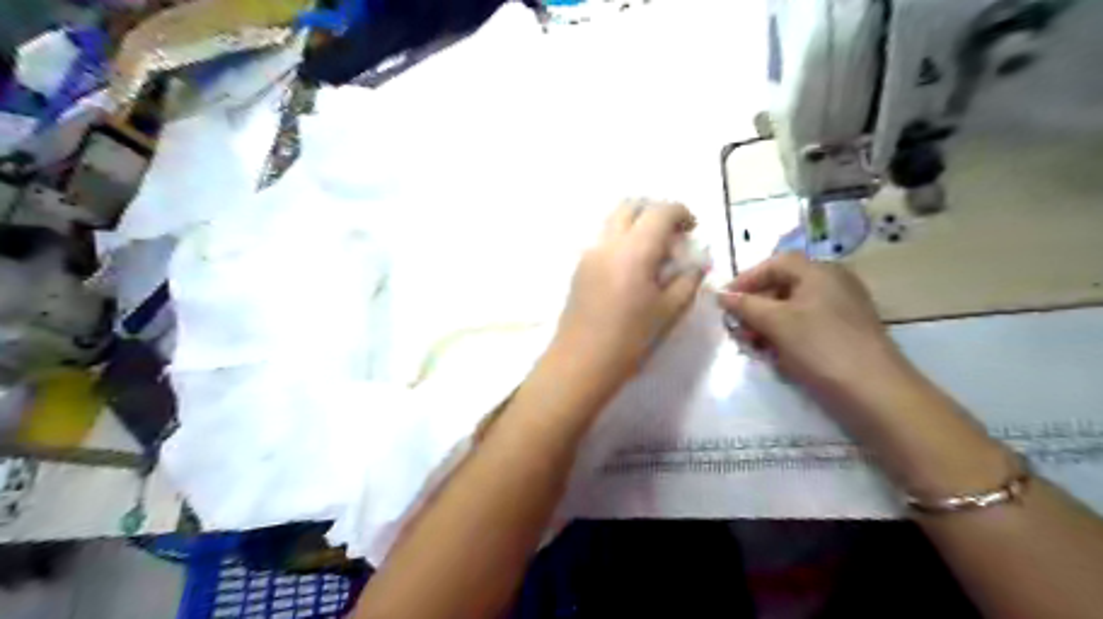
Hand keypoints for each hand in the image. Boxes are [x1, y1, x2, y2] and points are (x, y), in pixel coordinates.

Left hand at [556, 200, 699, 380]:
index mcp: (634, 251)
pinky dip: (622, 238)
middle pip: (631, 205)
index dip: (681, 213)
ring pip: (614, 219)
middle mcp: (608, 242)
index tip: (692, 229)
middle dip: (655, 212)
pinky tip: (632, 268)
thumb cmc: (630, 340)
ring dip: (637, 224)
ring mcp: (589, 252)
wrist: (580, 363)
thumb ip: (688, 280)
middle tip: (672, 236)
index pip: (660, 211)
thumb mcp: (669, 311)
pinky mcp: (579, 266)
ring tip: (652, 253)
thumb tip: (697, 263)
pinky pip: (604, 238)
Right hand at [720, 252, 908, 402]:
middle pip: (783, 285)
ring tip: (752, 344)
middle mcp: (832, 284)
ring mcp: (841, 309)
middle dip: (755, 305)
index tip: (724, 300)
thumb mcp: (776, 322)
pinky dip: (785, 335)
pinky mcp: (843, 334)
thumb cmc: (820, 347)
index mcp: (819, 272)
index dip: (746, 279)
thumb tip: (720, 294)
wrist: (874, 392)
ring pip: (792, 308)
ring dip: (767, 323)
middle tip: (736, 326)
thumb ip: (745, 305)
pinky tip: (775, 355)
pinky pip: (806, 326)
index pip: (775, 264)